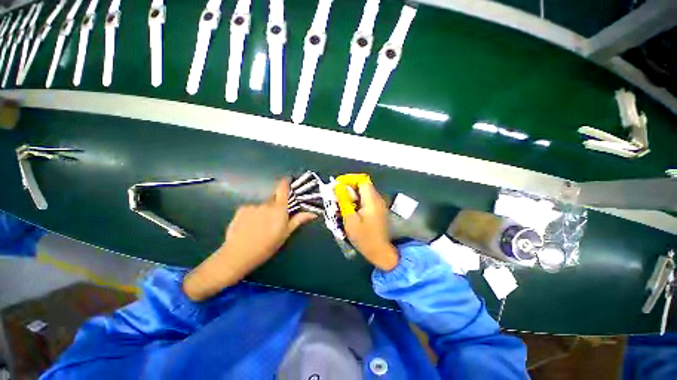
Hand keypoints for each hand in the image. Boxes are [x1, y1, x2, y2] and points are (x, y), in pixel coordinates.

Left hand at [183, 178, 315, 300]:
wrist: (238, 254)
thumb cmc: (267, 245)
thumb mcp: (285, 234)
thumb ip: (298, 220)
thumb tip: (313, 213)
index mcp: (279, 209)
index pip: (283, 189)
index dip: (286, 182)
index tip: (288, 180)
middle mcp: (266, 204)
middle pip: (273, 200)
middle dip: (275, 207)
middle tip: (273, 221)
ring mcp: (253, 206)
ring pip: (262, 206)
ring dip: (263, 212)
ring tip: (259, 227)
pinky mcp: (241, 209)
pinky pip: (251, 209)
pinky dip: (253, 214)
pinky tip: (249, 226)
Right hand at [335, 175, 398, 270]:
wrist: (379, 251)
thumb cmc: (364, 237)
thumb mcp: (350, 219)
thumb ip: (344, 201)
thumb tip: (338, 187)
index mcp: (372, 200)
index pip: (361, 179)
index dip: (349, 179)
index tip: (337, 186)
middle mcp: (377, 199)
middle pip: (362, 185)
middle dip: (348, 188)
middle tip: (337, 196)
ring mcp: (379, 204)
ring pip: (363, 192)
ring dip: (351, 195)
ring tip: (341, 203)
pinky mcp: (378, 209)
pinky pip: (366, 199)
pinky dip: (357, 201)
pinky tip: (350, 210)